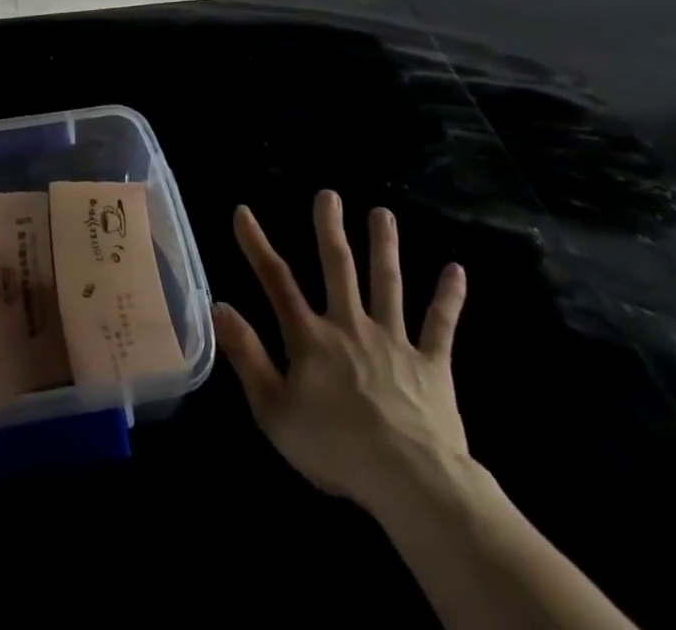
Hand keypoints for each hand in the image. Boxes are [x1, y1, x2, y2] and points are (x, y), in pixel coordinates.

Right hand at [213, 193, 470, 519]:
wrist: (412, 482)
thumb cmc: (336, 449)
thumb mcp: (274, 411)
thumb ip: (247, 356)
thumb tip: (219, 306)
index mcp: (311, 337)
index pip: (276, 280)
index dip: (256, 244)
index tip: (243, 211)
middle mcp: (351, 325)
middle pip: (338, 267)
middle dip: (330, 228)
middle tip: (329, 194)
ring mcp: (394, 340)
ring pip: (388, 283)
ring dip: (384, 246)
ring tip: (383, 213)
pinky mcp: (431, 364)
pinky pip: (440, 325)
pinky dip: (448, 297)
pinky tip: (456, 270)